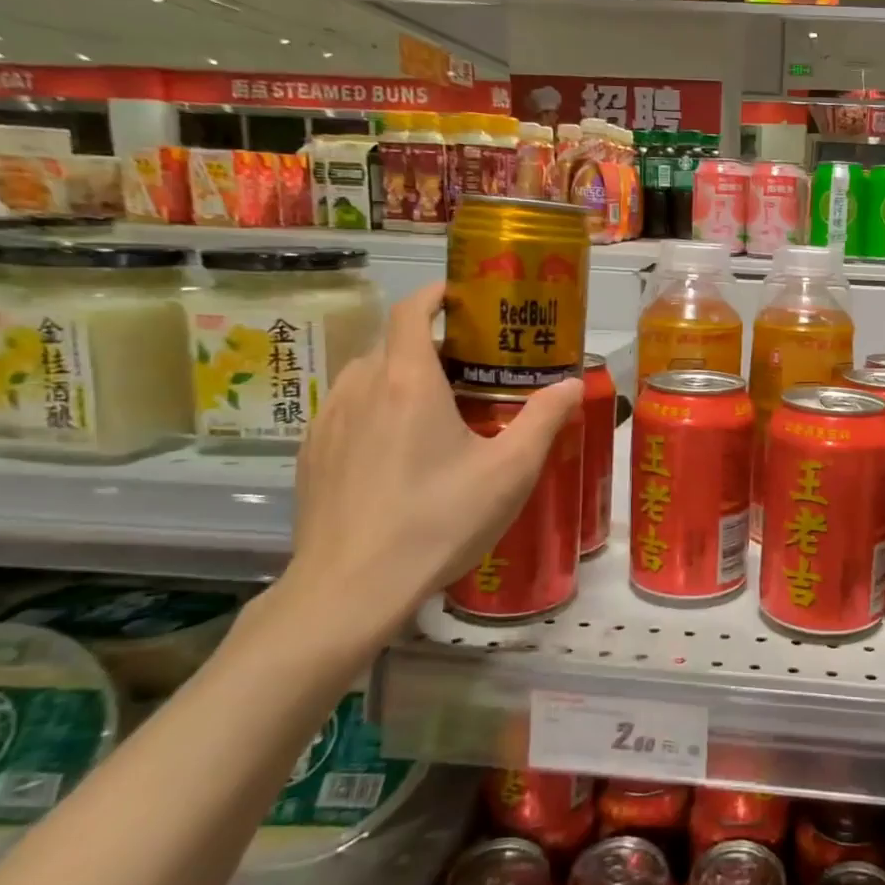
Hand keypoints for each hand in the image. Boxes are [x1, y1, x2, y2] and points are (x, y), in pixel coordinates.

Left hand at [262, 282, 582, 659]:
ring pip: (366, 377)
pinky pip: (346, 411)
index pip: (412, 311)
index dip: (436, 295)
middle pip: (393, 344)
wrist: (350, 589)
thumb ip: (544, 420)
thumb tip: (573, 384)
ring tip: (434, 412)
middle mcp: (361, 388)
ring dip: (400, 378)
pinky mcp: (312, 455)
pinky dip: (374, 410)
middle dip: (431, 346)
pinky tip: (396, 453)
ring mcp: (328, 422)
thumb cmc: (439, 521)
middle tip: (470, 371)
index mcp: (409, 382)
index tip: (463, 298)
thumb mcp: (509, 472)